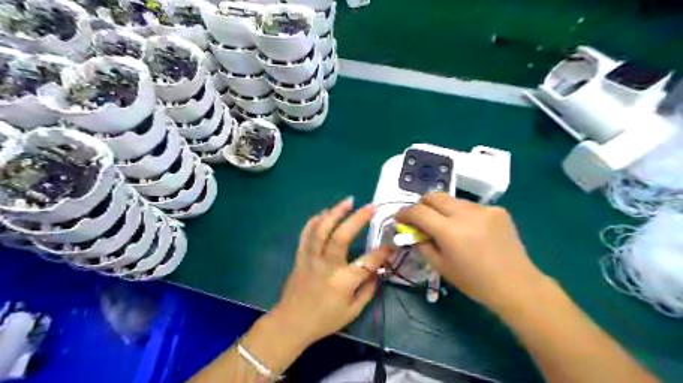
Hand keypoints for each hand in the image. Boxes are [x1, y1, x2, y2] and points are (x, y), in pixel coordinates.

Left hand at [271, 198, 391, 345]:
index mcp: (342, 281)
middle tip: (371, 206)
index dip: (382, 253)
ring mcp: (310, 258)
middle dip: (358, 218)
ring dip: (335, 212)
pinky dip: (315, 220)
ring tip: (348, 201)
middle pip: (341, 236)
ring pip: (321, 229)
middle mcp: (326, 265)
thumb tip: (377, 270)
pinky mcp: (300, 256)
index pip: (367, 262)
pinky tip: (324, 212)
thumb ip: (368, 289)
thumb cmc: (324, 320)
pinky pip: (306, 233)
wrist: (291, 323)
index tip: (391, 245)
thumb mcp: (352, 311)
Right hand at [396, 193, 548, 312]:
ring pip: (453, 200)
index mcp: (450, 231)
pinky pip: (471, 207)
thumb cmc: (474, 281)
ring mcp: (484, 209)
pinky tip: (472, 230)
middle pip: (434, 196)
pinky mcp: (497, 210)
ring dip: (444, 209)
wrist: (516, 285)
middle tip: (422, 219)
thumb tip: (412, 232)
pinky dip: (464, 215)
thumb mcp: (441, 267)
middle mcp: (466, 214)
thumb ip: (422, 245)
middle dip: (423, 204)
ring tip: (449, 226)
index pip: (419, 211)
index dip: (405, 213)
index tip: (400, 218)